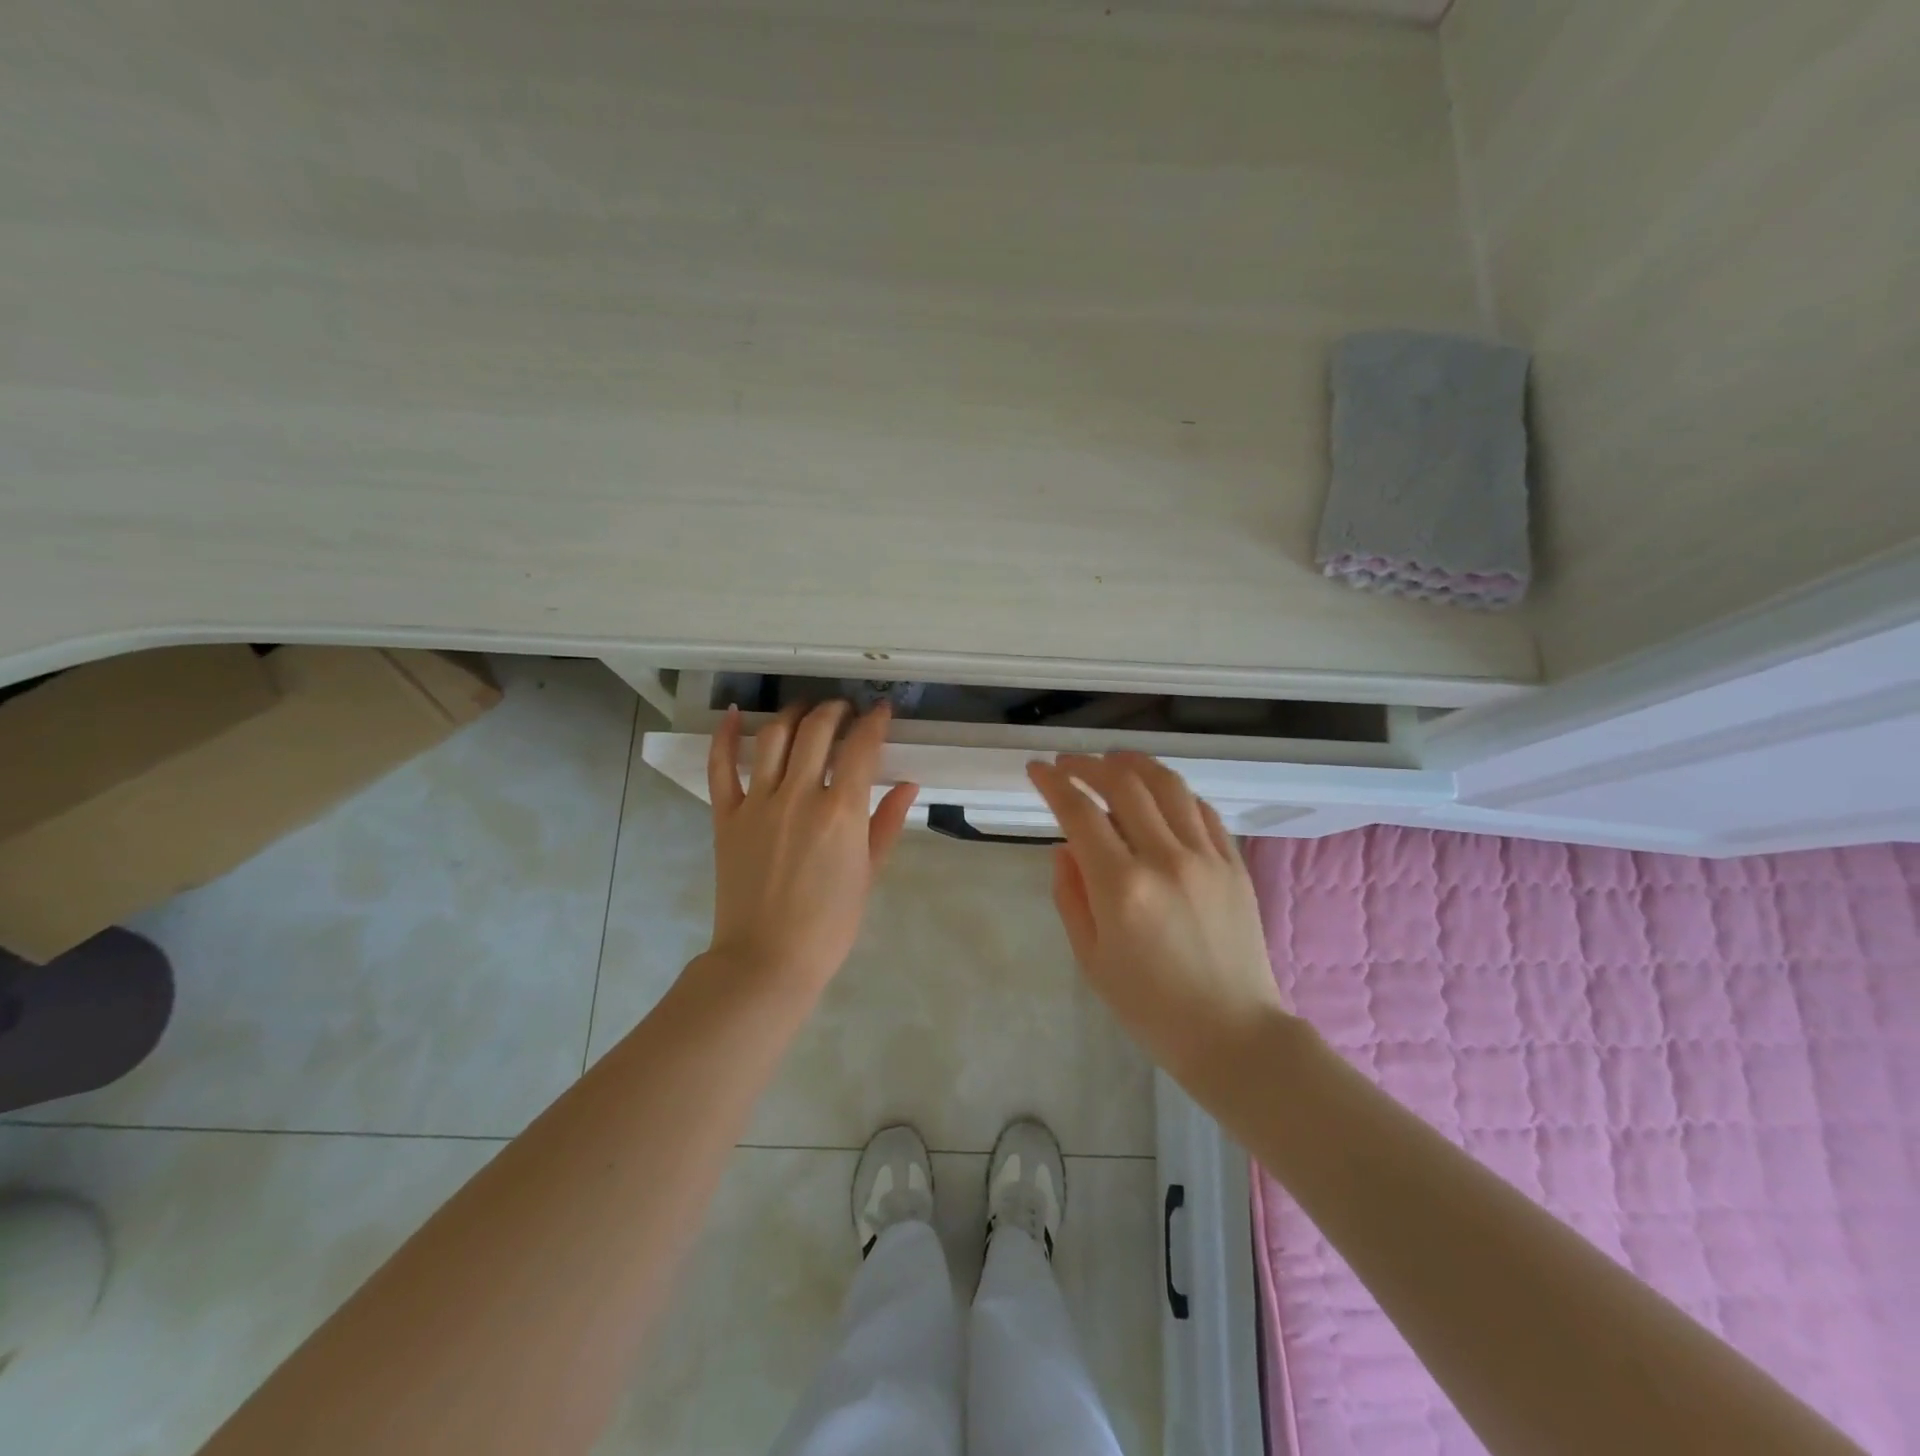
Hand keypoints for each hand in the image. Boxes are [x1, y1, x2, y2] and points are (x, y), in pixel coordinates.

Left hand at [705, 701, 919, 998]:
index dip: (874, 722)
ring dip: (793, 714)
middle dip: (836, 710)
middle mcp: (800, 795)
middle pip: (817, 730)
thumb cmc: (829, 924)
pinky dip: (726, 736)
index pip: (861, 747)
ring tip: (805, 710)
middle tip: (845, 709)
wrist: (768, 959)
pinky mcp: (726, 816)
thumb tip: (908, 785)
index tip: (881, 711)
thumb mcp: (869, 874)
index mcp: (841, 812)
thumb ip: (888, 824)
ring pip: (774, 738)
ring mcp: (758, 803)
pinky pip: (720, 767)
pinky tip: (734, 714)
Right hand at [1026, 752, 1290, 1085]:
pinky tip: (1158, 793)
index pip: (1079, 813)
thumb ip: (1070, 895)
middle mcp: (1165, 859)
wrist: (1232, 1034)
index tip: (1037, 769)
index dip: (1053, 783)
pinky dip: (1174, 791)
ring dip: (1133, 763)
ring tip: (1112, 760)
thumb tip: (1066, 847)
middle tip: (1068, 763)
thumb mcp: (1090, 957)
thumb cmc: (1150, 1006)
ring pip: (1167, 785)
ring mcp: (1206, 857)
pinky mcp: (1234, 863)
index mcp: (1122, 887)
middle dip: (1088, 764)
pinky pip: (1202, 809)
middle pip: (1123, 784)